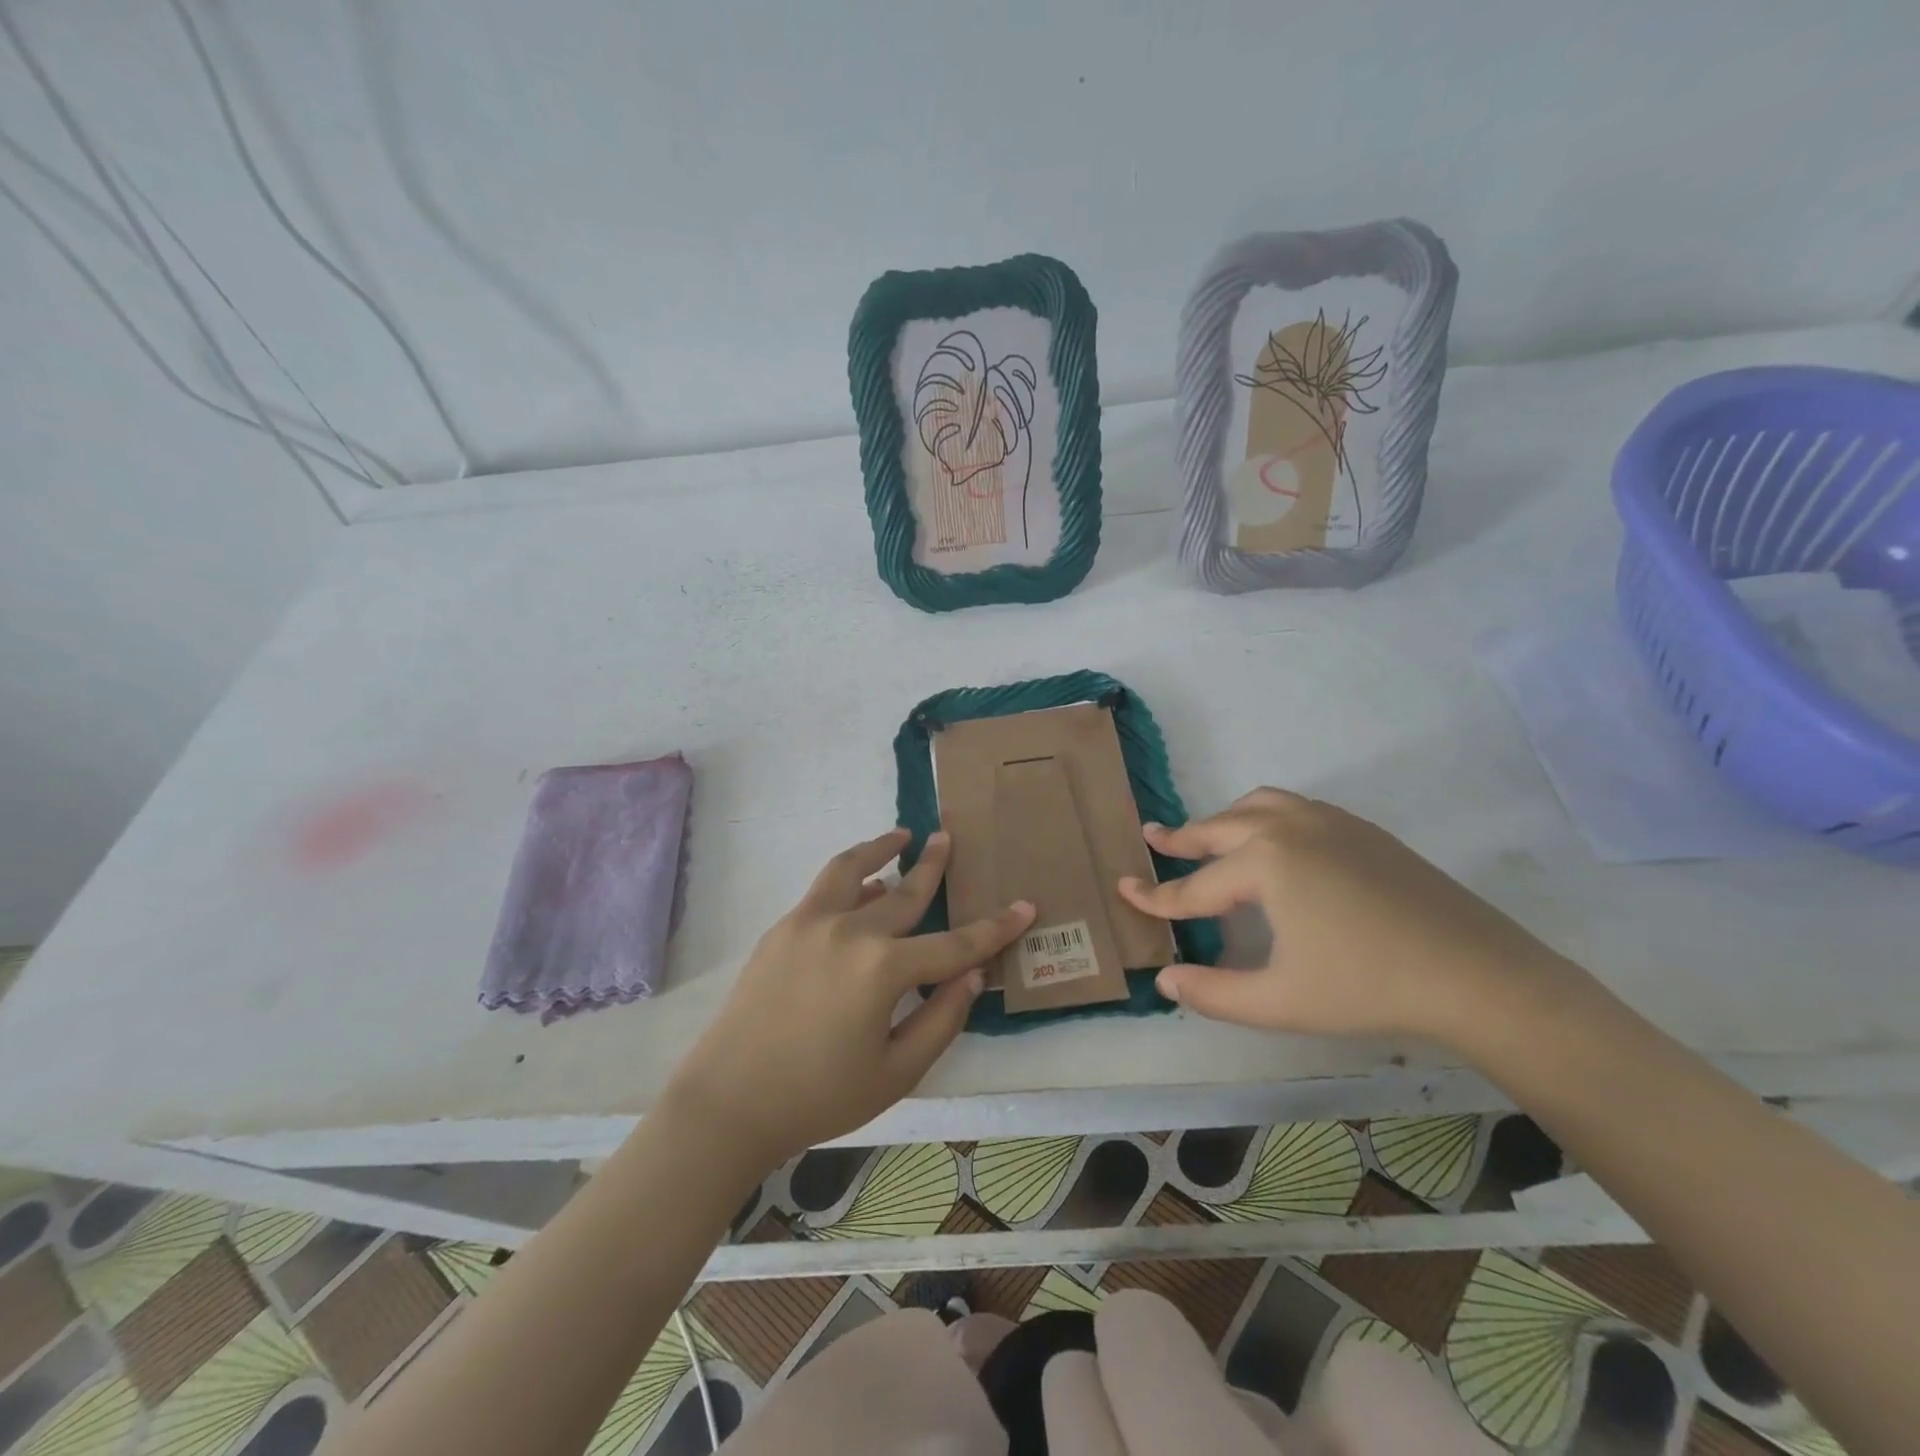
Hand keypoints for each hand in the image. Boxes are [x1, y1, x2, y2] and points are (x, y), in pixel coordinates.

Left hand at [661, 829, 1034, 1167]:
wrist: (728, 1102)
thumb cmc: (819, 1097)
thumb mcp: (896, 1073)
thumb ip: (941, 1019)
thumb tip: (973, 974)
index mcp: (884, 970)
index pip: (955, 944)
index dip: (994, 928)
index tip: (1024, 906)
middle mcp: (850, 932)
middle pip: (905, 892)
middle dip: (934, 866)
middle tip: (949, 839)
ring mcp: (811, 923)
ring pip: (852, 869)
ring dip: (880, 849)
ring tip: (901, 837)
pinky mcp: (783, 928)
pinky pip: (824, 889)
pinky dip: (848, 876)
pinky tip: (861, 883)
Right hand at [1116, 789, 1573, 1047]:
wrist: (1477, 974)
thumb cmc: (1367, 987)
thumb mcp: (1279, 1001)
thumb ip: (1213, 992)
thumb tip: (1165, 979)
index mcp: (1264, 862)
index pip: (1194, 886)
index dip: (1156, 897)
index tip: (1123, 890)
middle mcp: (1288, 827)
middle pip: (1219, 829)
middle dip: (1181, 837)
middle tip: (1151, 838)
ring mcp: (1329, 821)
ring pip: (1258, 806)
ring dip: (1224, 820)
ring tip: (1207, 835)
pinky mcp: (1361, 829)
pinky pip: (1294, 808)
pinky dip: (1265, 817)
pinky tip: (1272, 843)